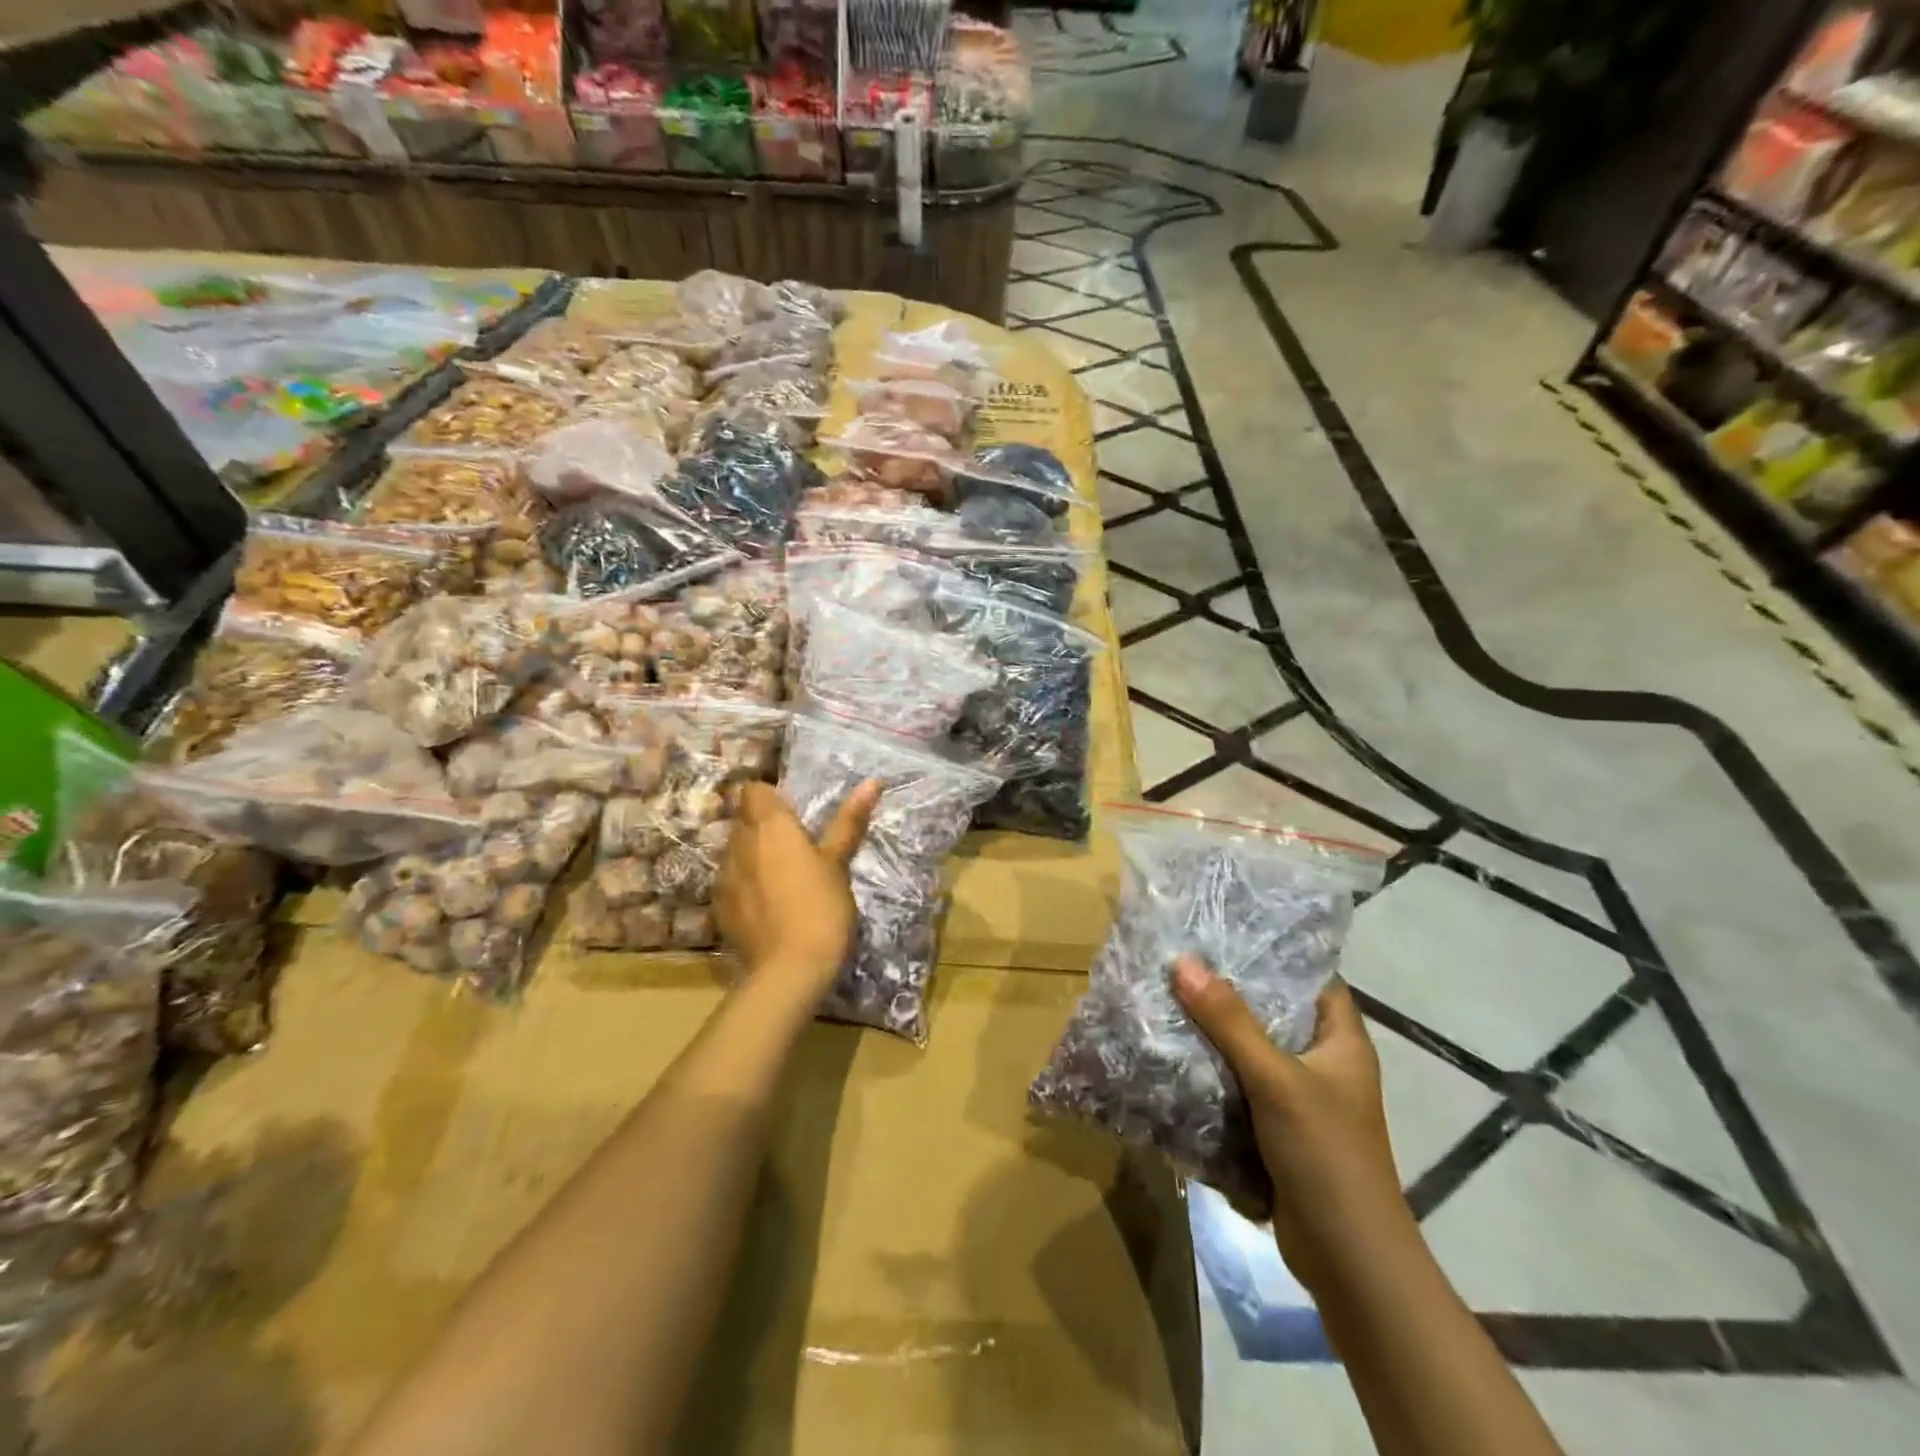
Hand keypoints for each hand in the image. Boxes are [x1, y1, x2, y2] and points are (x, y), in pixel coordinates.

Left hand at [715, 780, 880, 1003]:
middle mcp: (740, 842)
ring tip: (781, 875)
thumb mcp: (839, 862)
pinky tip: (767, 903)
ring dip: (753, 853)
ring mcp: (724, 875)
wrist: (789, 969)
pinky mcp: (718, 906)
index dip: (769, 795)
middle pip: (743, 818)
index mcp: (770, 824)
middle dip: (762, 824)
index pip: (752, 789)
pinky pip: (730, 880)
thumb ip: (849, 820)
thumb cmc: (821, 907)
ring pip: (735, 849)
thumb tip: (872, 781)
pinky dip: (745, 883)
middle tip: (795, 843)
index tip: (793, 812)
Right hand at [1173, 957, 1409, 1290]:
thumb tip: (1182, 962)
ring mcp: (1299, 1097)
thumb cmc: (1326, 1154)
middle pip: (1273, 1011)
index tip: (1223, 929)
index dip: (1272, 951)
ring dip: (1214, 1032)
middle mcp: (1323, 1061)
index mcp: (1341, 1040)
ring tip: (1167, 996)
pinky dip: (1212, 1071)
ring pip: (1251, 1049)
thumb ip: (1229, 1021)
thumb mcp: (1276, 1079)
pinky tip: (1174, 1052)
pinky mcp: (1277, 1128)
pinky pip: (1240, 1085)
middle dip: (1228, 990)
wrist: (1348, 1260)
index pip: (1309, 976)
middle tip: (1179, 959)